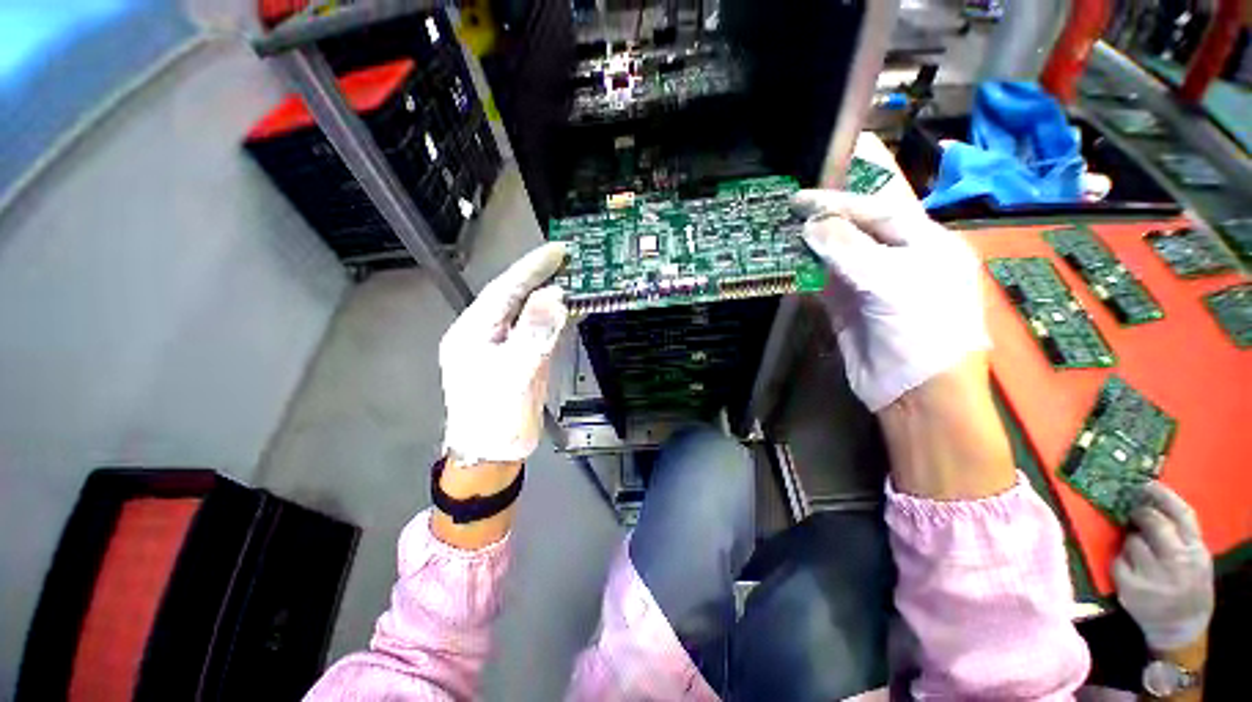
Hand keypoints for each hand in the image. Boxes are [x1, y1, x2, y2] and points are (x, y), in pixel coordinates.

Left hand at [440, 243, 567, 464]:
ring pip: (530, 313)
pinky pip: (540, 331)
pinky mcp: (523, 358)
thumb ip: (533, 334)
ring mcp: (507, 346)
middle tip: (571, 261)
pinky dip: (557, 319)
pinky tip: (572, 311)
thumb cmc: (494, 417)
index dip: (531, 268)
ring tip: (576, 279)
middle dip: (542, 277)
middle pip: (517, 297)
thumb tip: (553, 296)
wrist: (494, 453)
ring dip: (551, 296)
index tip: (558, 251)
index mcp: (473, 331)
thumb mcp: (512, 374)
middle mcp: (488, 333)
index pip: (504, 289)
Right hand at [790, 136, 989, 411]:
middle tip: (786, 215)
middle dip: (823, 222)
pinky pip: (823, 284)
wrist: (915, 392)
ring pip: (836, 258)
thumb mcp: (892, 281)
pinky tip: (788, 265)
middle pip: (856, 232)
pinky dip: (805, 274)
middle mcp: (898, 260)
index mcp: (926, 244)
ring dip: (810, 248)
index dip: (839, 202)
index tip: (800, 199)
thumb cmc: (922, 329)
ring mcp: (870, 285)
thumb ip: (849, 249)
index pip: (879, 211)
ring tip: (780, 235)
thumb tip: (811, 224)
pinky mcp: (847, 308)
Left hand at [1113, 482, 1213, 651]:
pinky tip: (1130, 568)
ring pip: (1132, 541)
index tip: (1145, 483)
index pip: (1181, 515)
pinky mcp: (1131, 588)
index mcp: (1196, 552)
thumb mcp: (1196, 559)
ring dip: (1130, 541)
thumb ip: (1180, 535)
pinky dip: (1121, 561)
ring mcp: (1153, 576)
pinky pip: (1118, 561)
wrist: (1179, 629)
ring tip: (1140, 552)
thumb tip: (1152, 503)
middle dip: (1140, 514)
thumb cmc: (1188, 588)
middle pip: (1153, 523)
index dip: (1162, 495)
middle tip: (1134, 513)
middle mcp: (1177, 563)